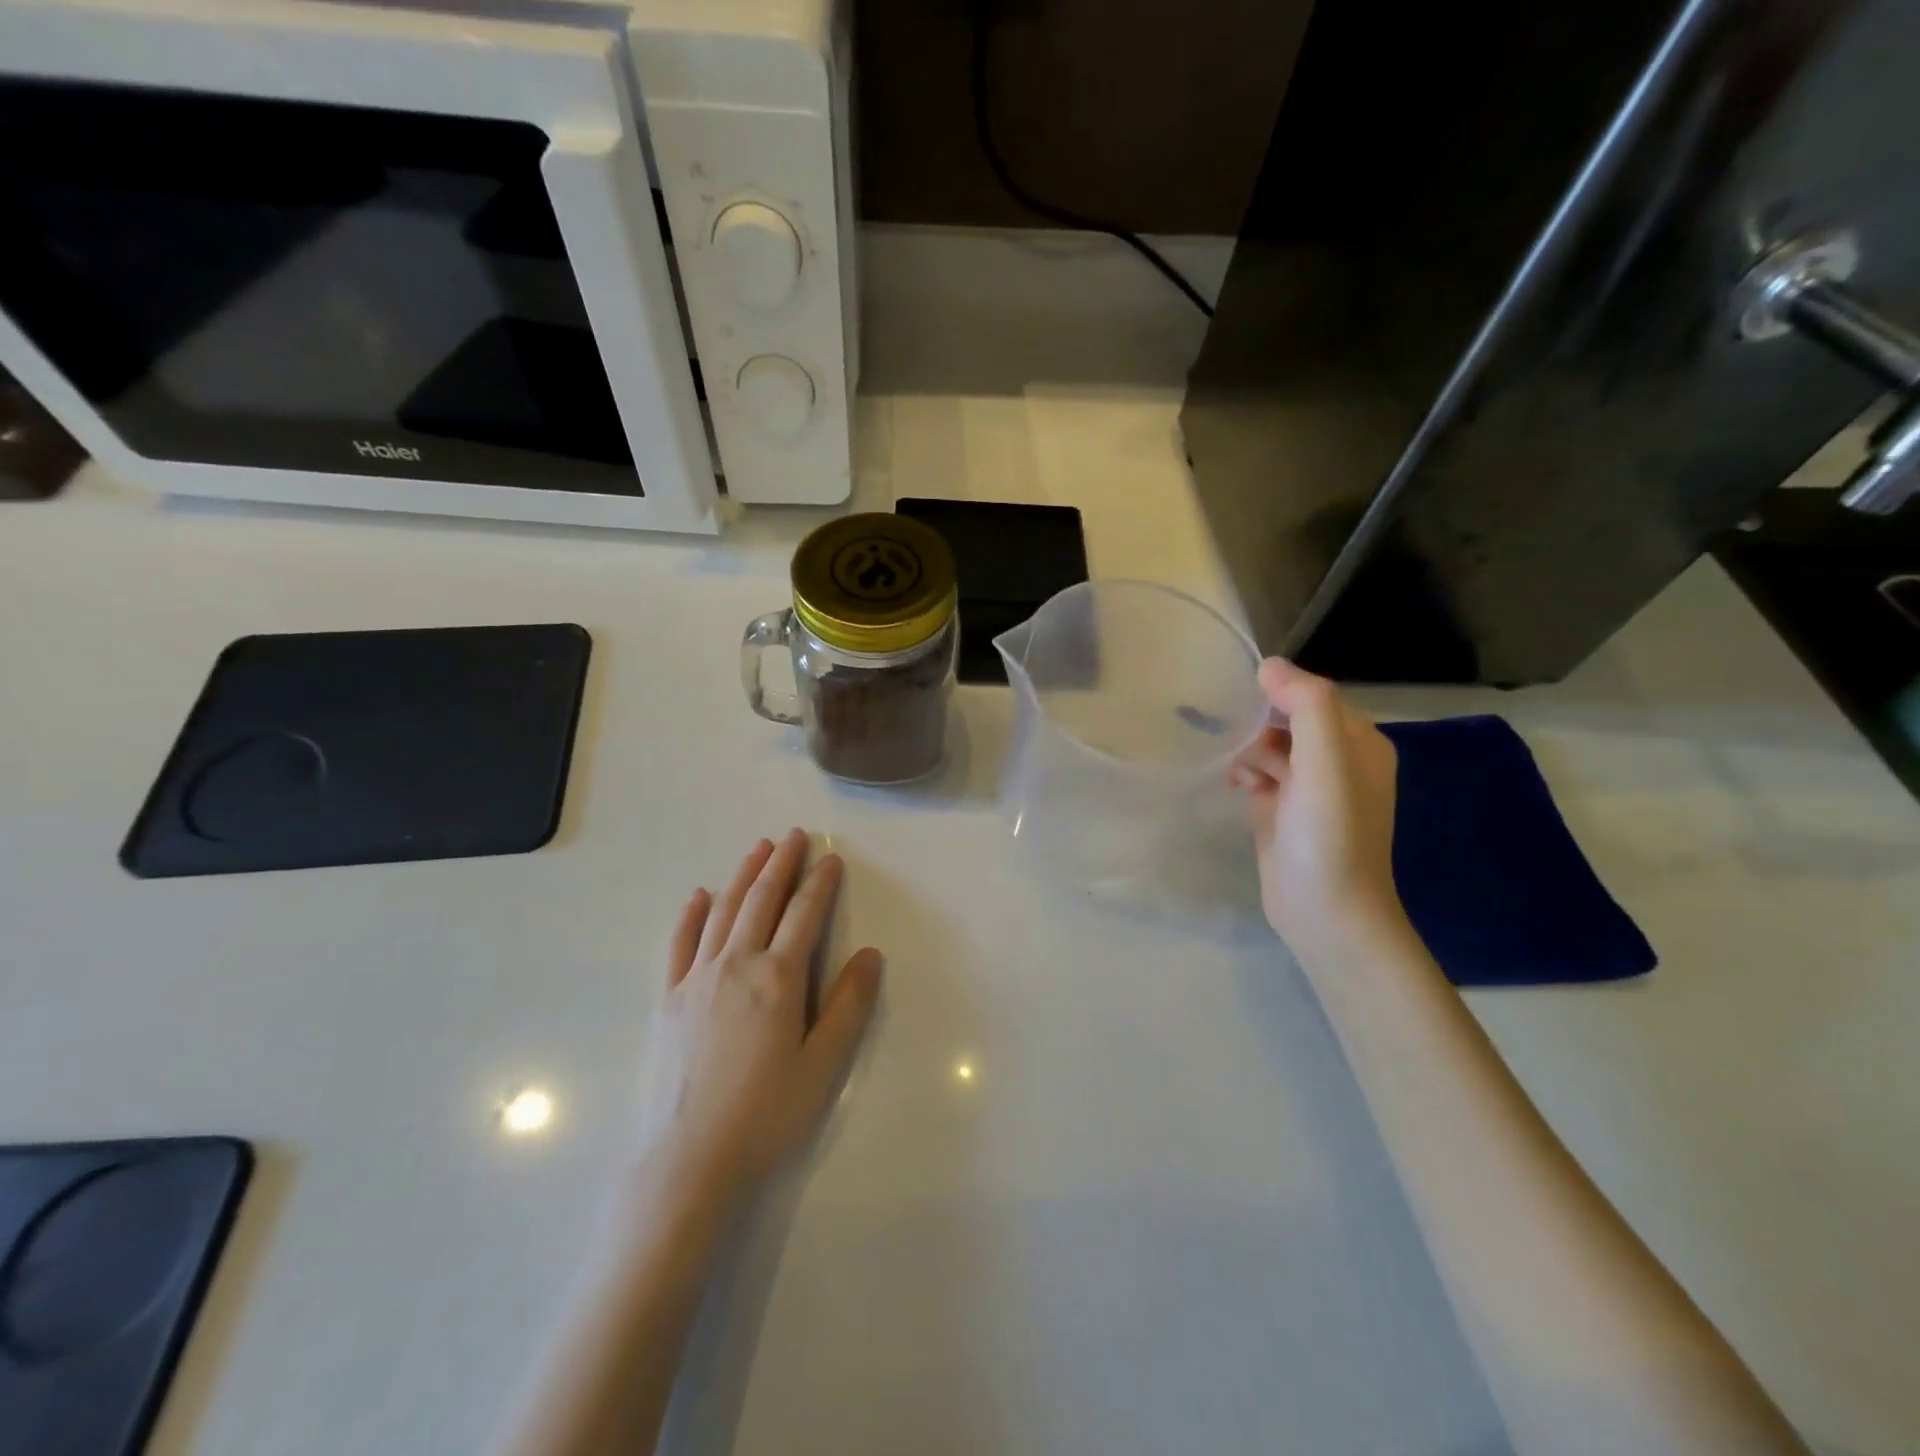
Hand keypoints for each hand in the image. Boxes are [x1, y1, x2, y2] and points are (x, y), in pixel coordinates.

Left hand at [635, 830, 882, 1215]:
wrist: (688, 1162)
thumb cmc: (766, 1115)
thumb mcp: (824, 1065)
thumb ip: (849, 1005)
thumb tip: (870, 954)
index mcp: (779, 978)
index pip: (805, 915)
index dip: (820, 883)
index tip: (831, 858)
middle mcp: (737, 964)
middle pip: (762, 900)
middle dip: (781, 864)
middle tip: (794, 836)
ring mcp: (696, 979)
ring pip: (723, 911)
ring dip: (743, 875)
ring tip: (758, 849)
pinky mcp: (668, 999)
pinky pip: (681, 943)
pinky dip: (692, 914)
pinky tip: (700, 896)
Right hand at [1230, 659, 1405, 961]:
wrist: (1326, 914)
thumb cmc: (1329, 834)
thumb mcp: (1326, 761)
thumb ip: (1307, 705)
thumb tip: (1270, 665)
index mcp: (1360, 743)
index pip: (1314, 697)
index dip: (1280, 694)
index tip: (1243, 701)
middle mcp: (1339, 762)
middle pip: (1290, 720)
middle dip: (1259, 723)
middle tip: (1234, 737)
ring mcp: (1310, 790)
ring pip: (1271, 747)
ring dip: (1248, 749)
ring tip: (1234, 767)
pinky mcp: (1284, 813)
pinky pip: (1261, 776)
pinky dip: (1246, 774)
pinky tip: (1234, 785)